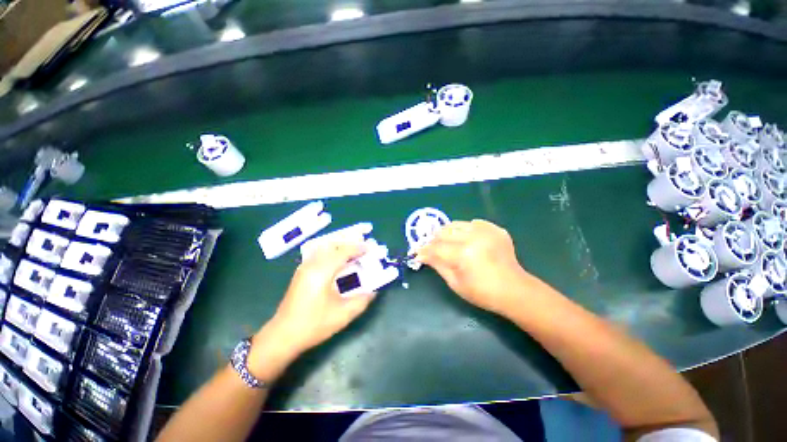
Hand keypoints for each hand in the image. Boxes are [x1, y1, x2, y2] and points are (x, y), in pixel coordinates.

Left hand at [248, 242, 376, 379]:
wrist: (283, 335)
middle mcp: (312, 264)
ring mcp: (304, 266)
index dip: (358, 248)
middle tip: (364, 243)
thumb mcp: (343, 315)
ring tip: (354, 248)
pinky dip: (333, 251)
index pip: (343, 251)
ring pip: (325, 246)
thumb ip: (362, 300)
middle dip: (350, 241)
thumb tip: (373, 290)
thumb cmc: (313, 325)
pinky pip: (320, 253)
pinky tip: (339, 258)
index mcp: (321, 271)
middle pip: (333, 244)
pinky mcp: (302, 271)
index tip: (371, 248)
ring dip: (341, 245)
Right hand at [418, 219, 530, 314]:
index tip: (417, 253)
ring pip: (457, 224)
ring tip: (448, 243)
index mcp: (464, 254)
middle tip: (432, 249)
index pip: (436, 247)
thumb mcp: (455, 283)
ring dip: (448, 233)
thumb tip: (422, 255)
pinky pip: (474, 223)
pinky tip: (467, 240)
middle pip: (444, 232)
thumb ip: (437, 265)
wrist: (514, 290)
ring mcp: (487, 231)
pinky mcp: (495, 229)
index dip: (424, 250)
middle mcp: (474, 237)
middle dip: (434, 240)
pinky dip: (466, 230)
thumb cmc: (482, 293)